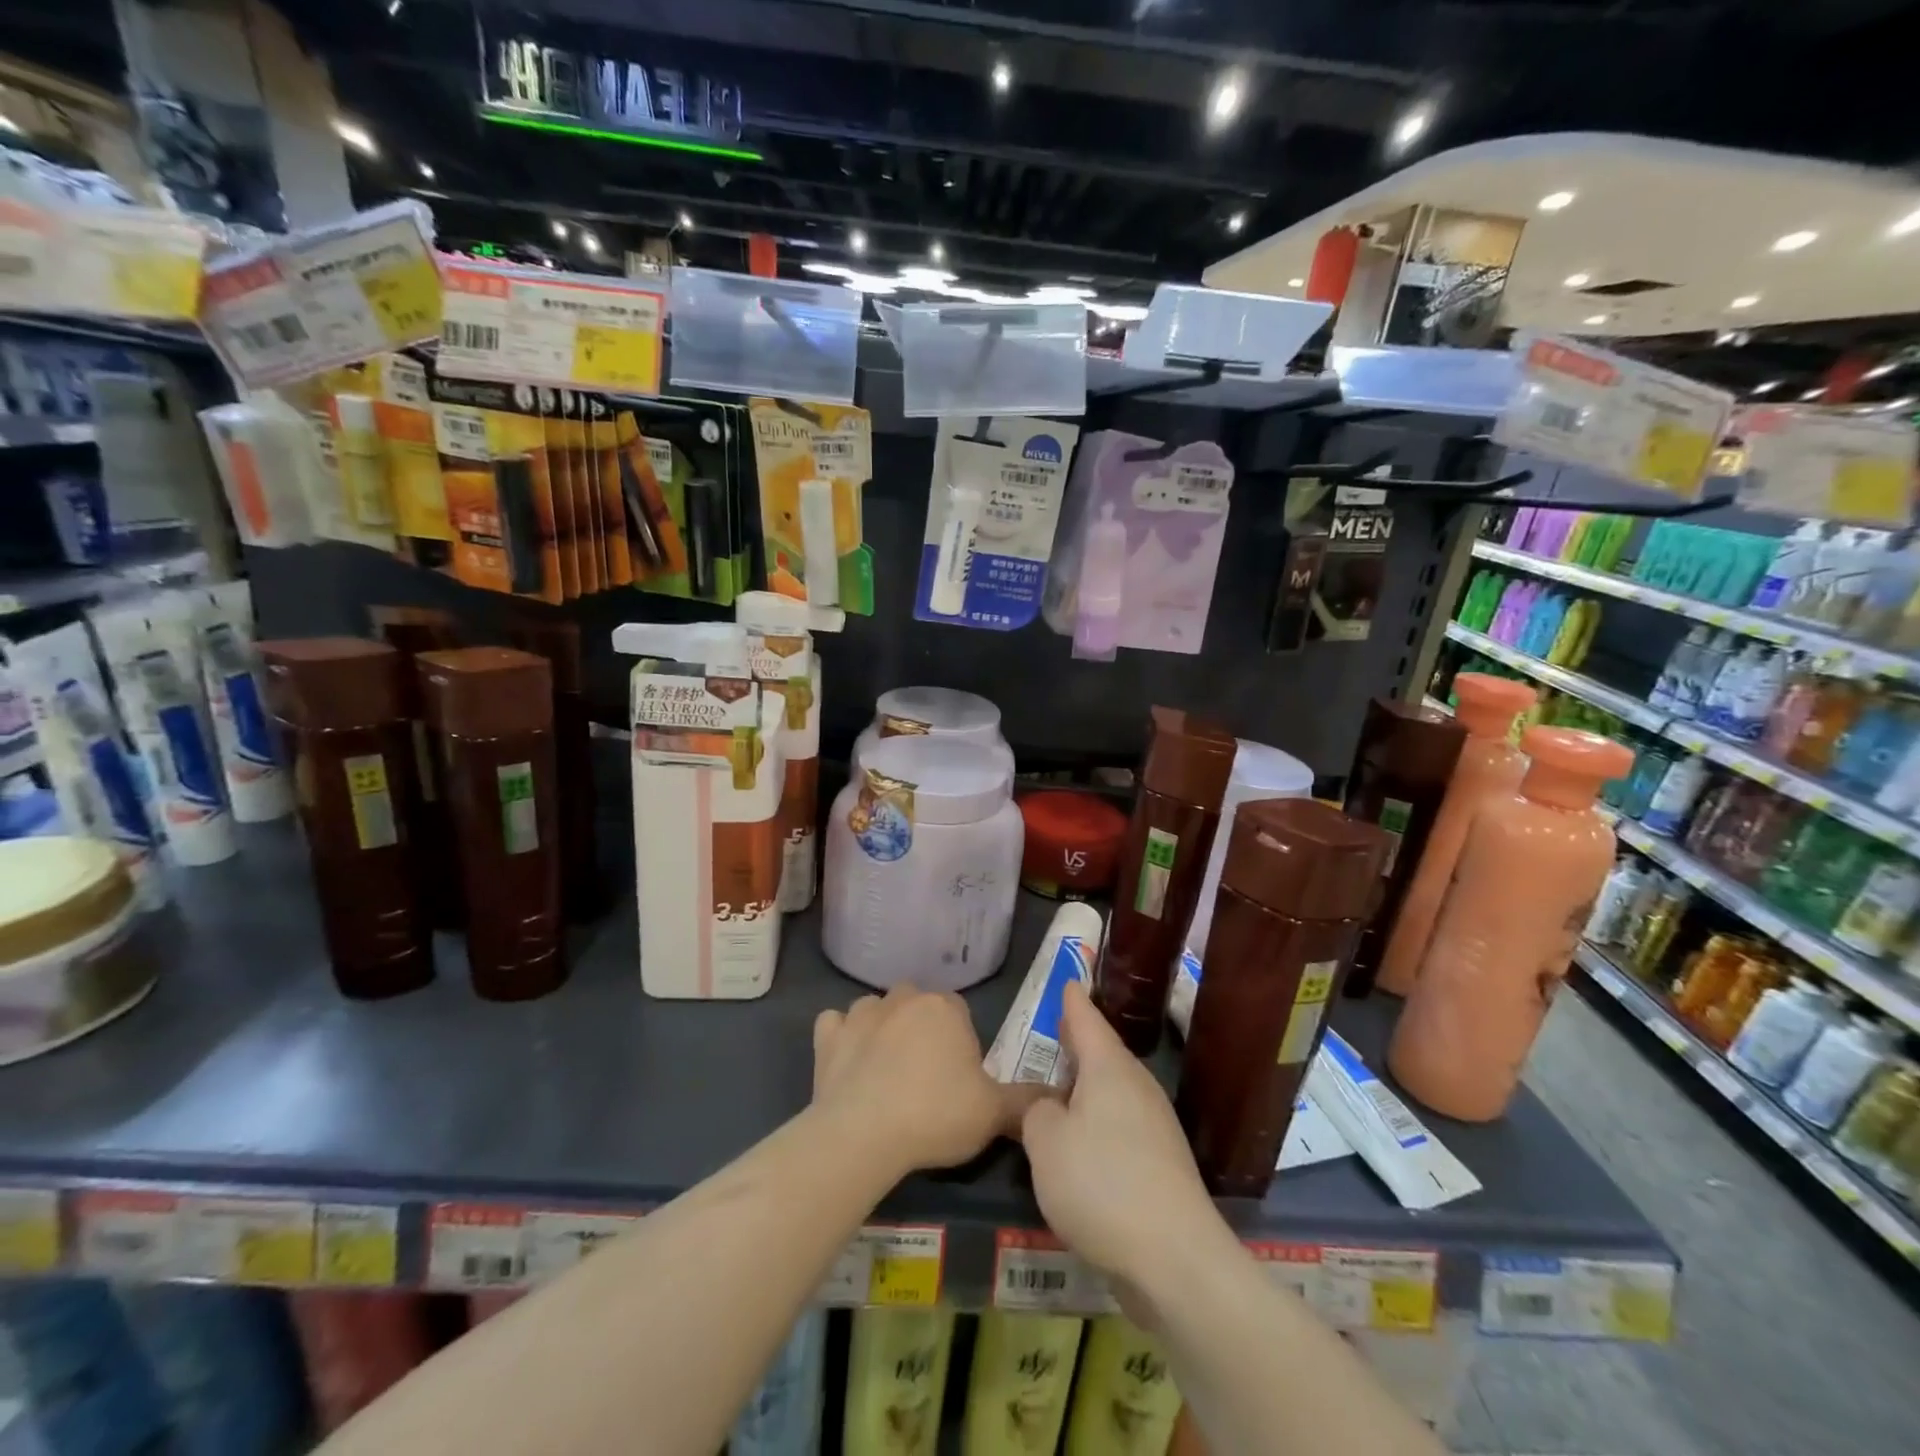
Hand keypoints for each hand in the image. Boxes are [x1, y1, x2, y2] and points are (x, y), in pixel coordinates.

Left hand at [812, 985, 1035, 1178]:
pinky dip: (840, 1037)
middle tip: (926, 1076)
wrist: (865, 1134)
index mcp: (945, 1007)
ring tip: (886, 1070)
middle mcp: (903, 998)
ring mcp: (861, 1014)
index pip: (959, 1012)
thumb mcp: (993, 1113)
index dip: (961, 1043)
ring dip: (881, 1029)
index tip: (959, 1078)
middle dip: (922, 1030)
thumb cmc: (936, 1115)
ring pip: (876, 1010)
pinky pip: (834, 1025)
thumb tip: (1058, 1096)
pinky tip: (846, 1061)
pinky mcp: (828, 1036)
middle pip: (918, 1005)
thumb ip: (1026, 1101)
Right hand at [1019, 981, 1222, 1286]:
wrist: (1176, 1260)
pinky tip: (1082, 1145)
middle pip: (1104, 1055)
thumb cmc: (1101, 1184)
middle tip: (1058, 1031)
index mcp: (1110, 1069)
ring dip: (1087, 1088)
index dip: (1073, 1002)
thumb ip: (1035, 1113)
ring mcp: (1155, 1127)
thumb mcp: (1045, 1143)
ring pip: (1113, 1092)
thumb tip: (1047, 1107)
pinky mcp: (1162, 1165)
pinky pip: (1121, 1127)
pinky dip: (1098, 1123)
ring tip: (1061, 1088)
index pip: (1087, 1021)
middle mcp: (1137, 1088)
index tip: (1068, 982)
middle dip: (1080, 1044)